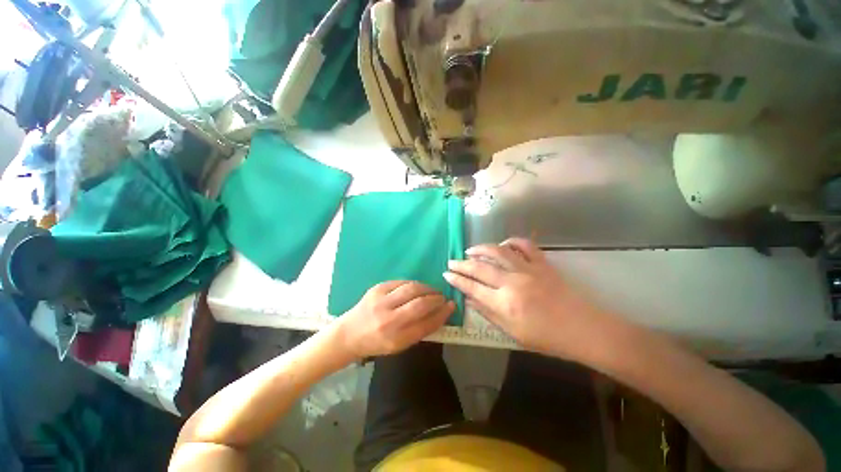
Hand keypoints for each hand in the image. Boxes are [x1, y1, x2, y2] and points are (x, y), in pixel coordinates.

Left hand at [336, 281, 453, 359]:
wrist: (349, 333)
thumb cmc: (376, 343)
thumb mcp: (399, 345)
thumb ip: (419, 330)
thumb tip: (439, 314)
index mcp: (396, 339)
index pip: (426, 324)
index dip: (442, 313)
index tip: (451, 306)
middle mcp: (389, 319)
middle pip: (420, 304)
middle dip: (436, 298)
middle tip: (442, 297)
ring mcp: (381, 301)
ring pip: (412, 288)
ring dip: (427, 288)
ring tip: (432, 291)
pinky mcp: (377, 288)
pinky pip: (401, 282)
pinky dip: (413, 284)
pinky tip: (417, 288)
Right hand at [444, 238, 612, 358]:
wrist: (582, 329)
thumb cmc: (546, 338)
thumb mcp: (512, 332)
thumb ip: (488, 313)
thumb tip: (468, 299)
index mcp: (504, 303)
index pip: (472, 287)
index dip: (457, 280)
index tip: (446, 274)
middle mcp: (512, 282)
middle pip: (480, 267)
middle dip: (462, 264)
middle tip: (452, 261)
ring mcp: (528, 269)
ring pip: (498, 252)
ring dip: (481, 248)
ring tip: (470, 250)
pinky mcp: (542, 263)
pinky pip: (525, 245)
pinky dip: (512, 241)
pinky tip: (503, 244)